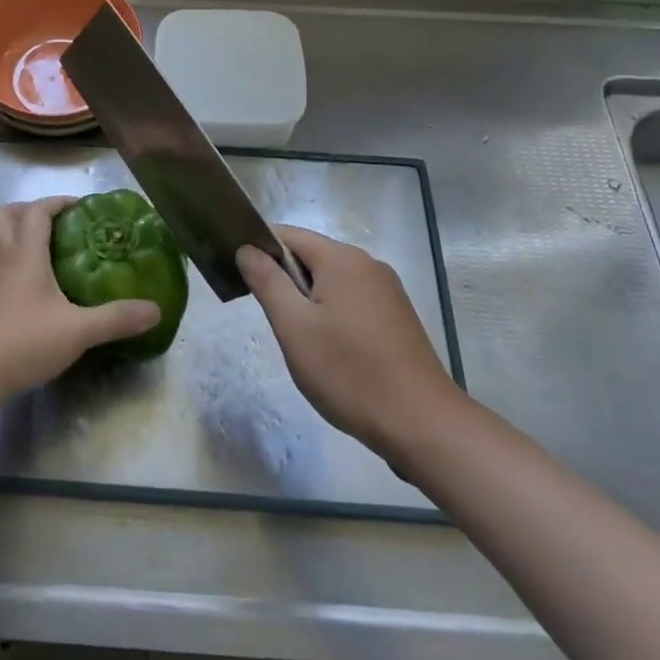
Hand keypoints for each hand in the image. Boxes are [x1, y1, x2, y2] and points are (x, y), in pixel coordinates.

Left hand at [0, 197, 161, 402]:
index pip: (37, 211)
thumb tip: (155, 310)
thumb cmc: (23, 341)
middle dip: (30, 210)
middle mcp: (3, 259)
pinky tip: (29, 286)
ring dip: (16, 234)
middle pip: (5, 215)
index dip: (58, 202)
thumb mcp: (78, 331)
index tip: (81, 207)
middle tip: (59, 225)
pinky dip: (10, 263)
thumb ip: (116, 319)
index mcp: (25, 254)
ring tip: (45, 250)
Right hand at [238, 226, 461, 464]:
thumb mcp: (294, 327)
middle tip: (267, 317)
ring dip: (307, 301)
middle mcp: (368, 265)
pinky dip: (331, 314)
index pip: (288, 235)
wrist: (422, 425)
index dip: (258, 248)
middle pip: (311, 257)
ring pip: (331, 282)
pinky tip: (328, 351)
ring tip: (296, 339)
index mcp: (342, 259)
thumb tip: (246, 249)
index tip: (237, 273)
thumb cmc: (350, 372)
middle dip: (283, 279)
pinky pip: (352, 301)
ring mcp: (387, 292)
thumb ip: (267, 281)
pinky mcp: (397, 318)